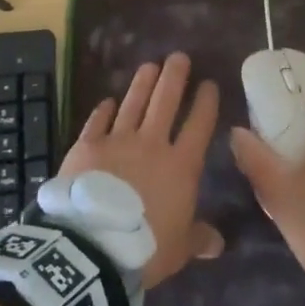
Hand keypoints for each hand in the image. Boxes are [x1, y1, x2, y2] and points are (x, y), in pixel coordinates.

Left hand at [59, 52, 223, 288]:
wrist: (92, 245)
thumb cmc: (145, 247)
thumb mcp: (179, 248)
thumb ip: (198, 238)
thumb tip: (218, 243)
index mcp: (181, 165)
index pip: (199, 124)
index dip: (205, 102)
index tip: (209, 84)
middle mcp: (151, 144)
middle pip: (166, 101)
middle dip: (175, 77)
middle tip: (179, 56)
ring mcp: (117, 141)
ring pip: (133, 103)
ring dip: (142, 83)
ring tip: (149, 65)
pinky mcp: (87, 146)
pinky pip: (97, 122)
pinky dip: (103, 110)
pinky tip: (107, 101)